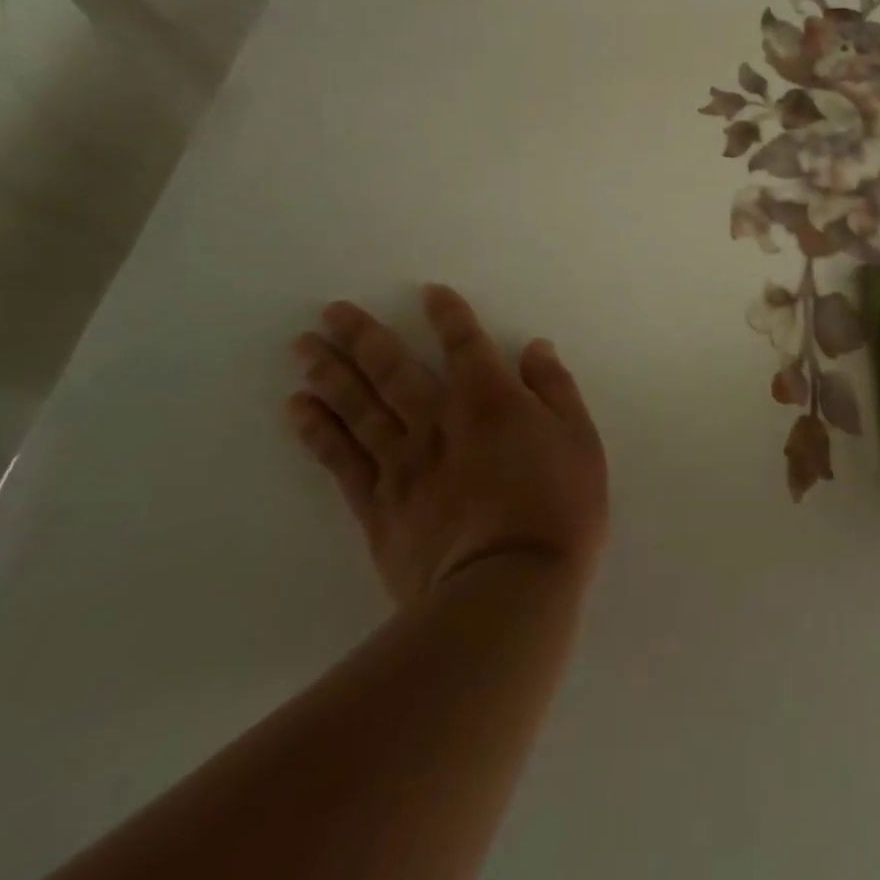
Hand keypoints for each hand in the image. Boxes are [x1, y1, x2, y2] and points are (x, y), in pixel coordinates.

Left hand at [286, 286, 607, 604]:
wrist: (508, 588)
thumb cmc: (559, 509)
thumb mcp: (580, 442)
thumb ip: (555, 390)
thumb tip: (535, 348)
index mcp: (490, 400)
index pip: (465, 344)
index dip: (448, 315)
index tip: (428, 291)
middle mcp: (439, 421)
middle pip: (394, 370)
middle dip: (363, 336)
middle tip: (331, 311)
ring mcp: (402, 463)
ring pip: (358, 408)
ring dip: (330, 373)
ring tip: (303, 348)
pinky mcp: (378, 507)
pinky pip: (340, 460)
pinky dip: (318, 431)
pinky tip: (299, 409)